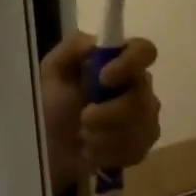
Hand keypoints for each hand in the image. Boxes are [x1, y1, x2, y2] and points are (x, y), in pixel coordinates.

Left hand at [39, 34, 161, 191]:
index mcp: (119, 62)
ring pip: (140, 126)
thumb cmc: (50, 107)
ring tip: (83, 138)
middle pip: (142, 97)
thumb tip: (95, 42)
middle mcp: (139, 85)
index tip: (104, 78)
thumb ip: (72, 48)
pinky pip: (136, 148)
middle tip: (83, 120)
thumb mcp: (53, 72)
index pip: (145, 51)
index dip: (130, 63)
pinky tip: (93, 152)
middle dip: (109, 113)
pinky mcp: (144, 144)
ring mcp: (145, 116)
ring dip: (104, 136)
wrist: (49, 152)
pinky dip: (108, 153)